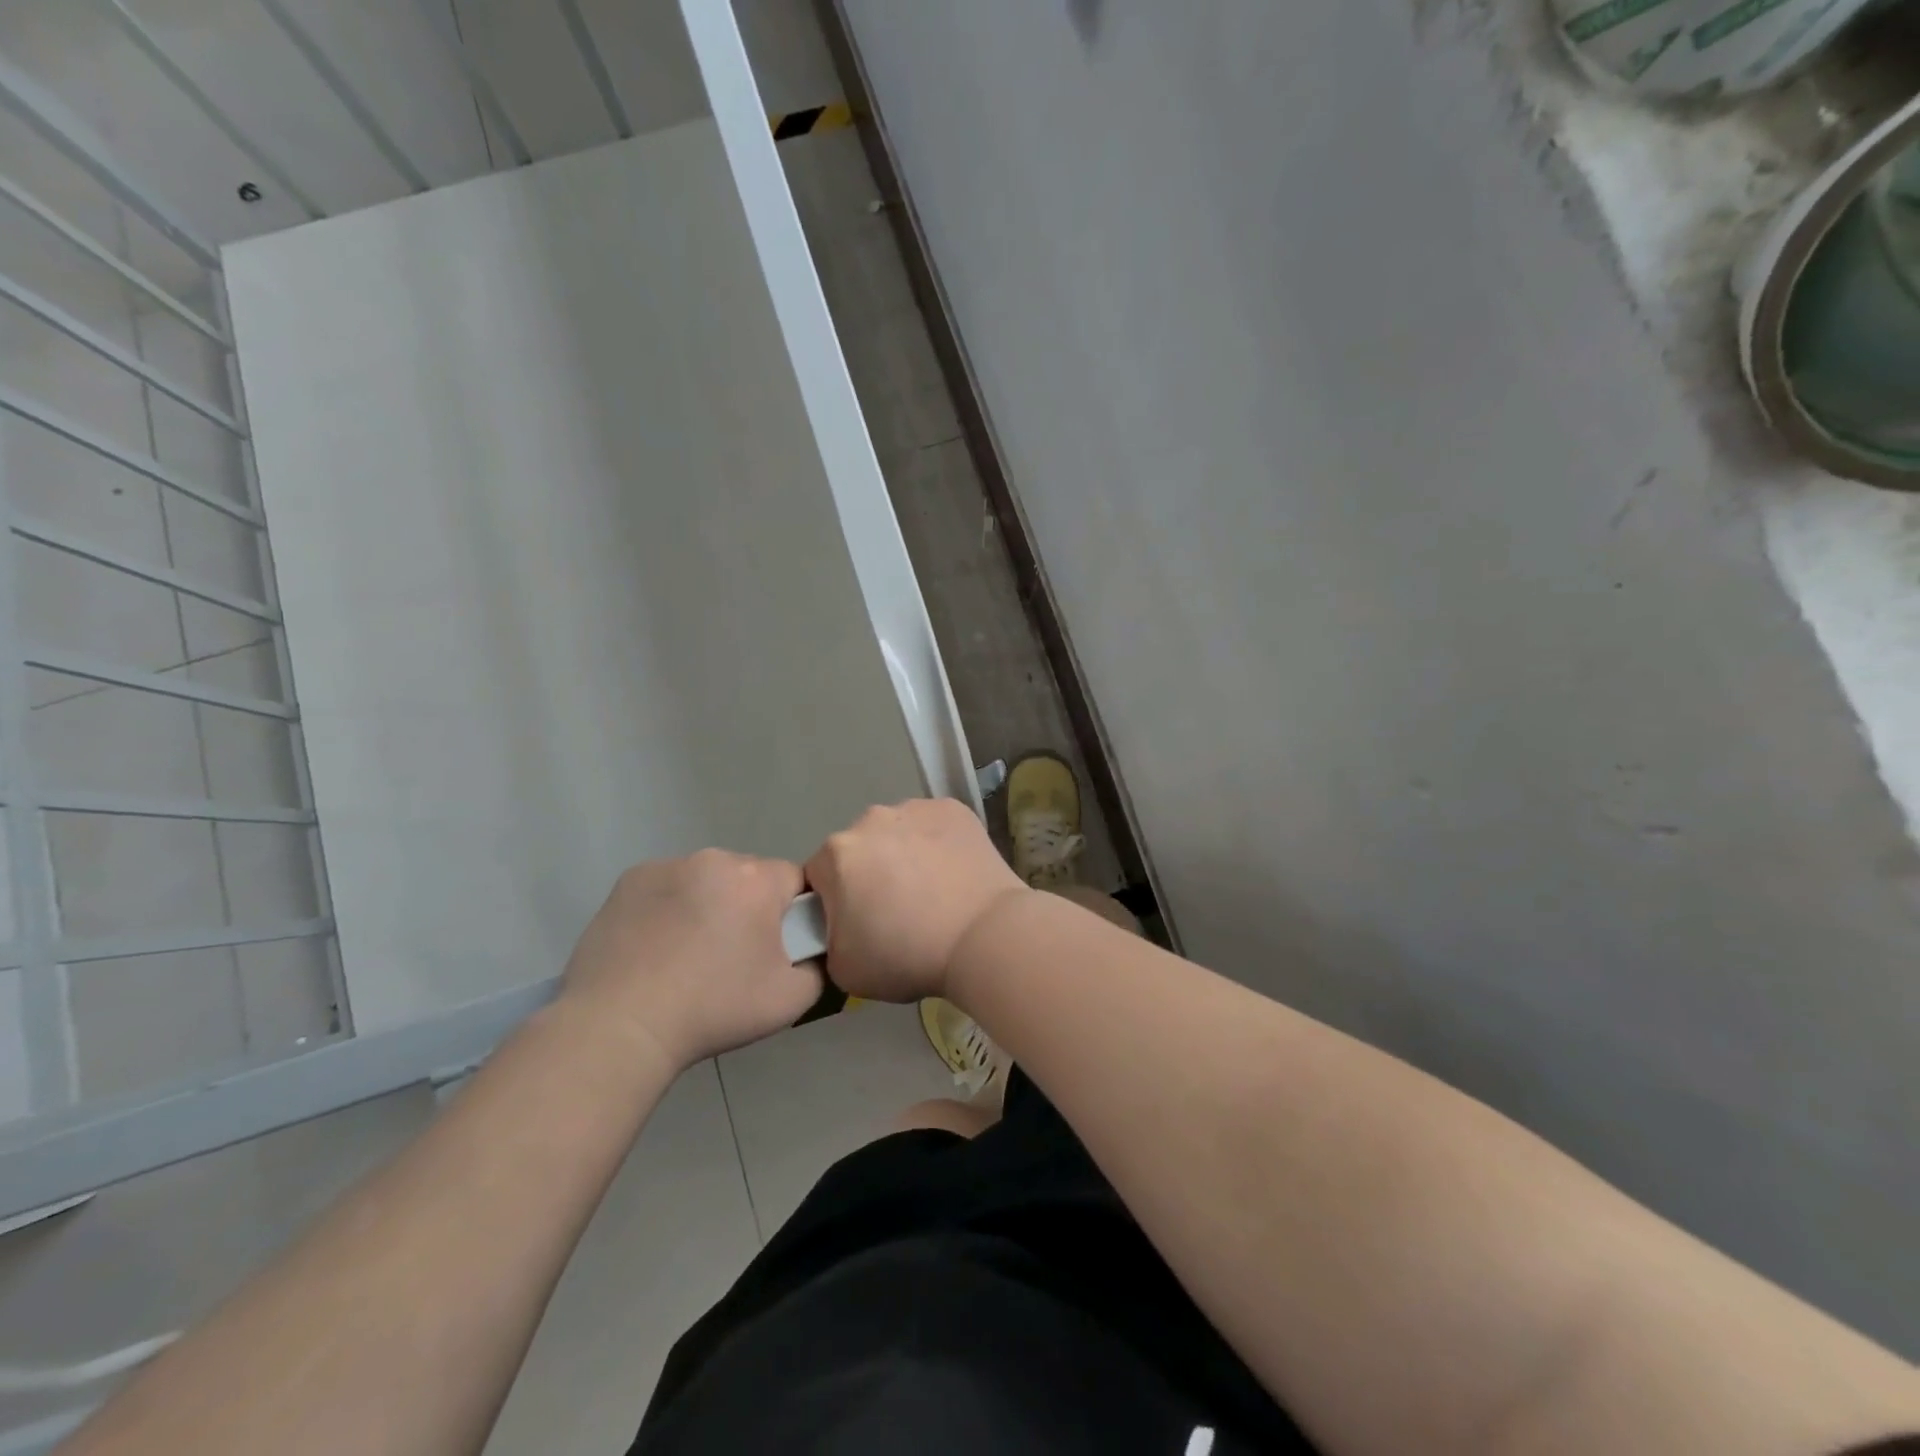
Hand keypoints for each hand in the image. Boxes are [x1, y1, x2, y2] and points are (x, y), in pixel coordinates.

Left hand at [561, 850, 821, 1072]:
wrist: (621, 1026)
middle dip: (748, 906)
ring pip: (706, 880)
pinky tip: (656, 946)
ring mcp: (668, 866)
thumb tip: (811, 953)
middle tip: (732, 956)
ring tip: (688, 954)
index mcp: (758, 880)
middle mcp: (715, 860)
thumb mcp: (790, 1000)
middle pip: (749, 876)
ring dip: (708, 904)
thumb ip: (818, 967)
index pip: (795, 880)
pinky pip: (667, 886)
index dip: (792, 913)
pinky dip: (669, 907)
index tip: (775, 946)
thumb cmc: (713, 1009)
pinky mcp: (630, 880)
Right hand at [805, 799, 1027, 1003]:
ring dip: (904, 854)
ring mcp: (916, 808)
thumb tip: (840, 924)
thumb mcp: (843, 969)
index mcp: (836, 853)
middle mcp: (870, 819)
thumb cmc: (908, 956)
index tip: (859, 924)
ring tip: (933, 891)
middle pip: (859, 849)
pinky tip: (955, 873)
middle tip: (897, 910)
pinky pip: (934, 826)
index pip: (820, 876)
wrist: (984, 937)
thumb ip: (827, 938)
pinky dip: (938, 843)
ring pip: (898, 832)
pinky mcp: (954, 808)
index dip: (835, 902)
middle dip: (870, 873)